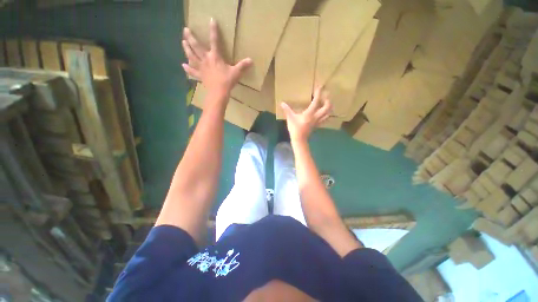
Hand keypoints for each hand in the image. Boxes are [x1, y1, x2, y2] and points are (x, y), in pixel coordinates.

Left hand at [182, 19, 251, 96]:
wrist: (219, 92)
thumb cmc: (227, 81)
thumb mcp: (236, 72)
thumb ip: (243, 66)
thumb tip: (251, 60)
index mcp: (215, 56)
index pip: (215, 41)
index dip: (213, 30)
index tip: (211, 20)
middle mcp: (206, 59)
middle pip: (196, 46)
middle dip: (190, 37)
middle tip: (185, 29)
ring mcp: (201, 68)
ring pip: (192, 56)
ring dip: (186, 49)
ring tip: (182, 42)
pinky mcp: (200, 76)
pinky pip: (192, 72)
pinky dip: (187, 69)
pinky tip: (183, 65)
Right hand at [281, 87, 331, 142]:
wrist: (299, 139)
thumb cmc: (295, 128)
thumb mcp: (290, 118)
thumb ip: (287, 110)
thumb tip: (282, 103)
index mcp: (309, 113)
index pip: (316, 101)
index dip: (318, 93)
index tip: (319, 87)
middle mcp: (316, 116)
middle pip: (327, 107)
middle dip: (328, 100)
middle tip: (325, 95)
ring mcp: (318, 121)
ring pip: (328, 113)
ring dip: (329, 107)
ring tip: (326, 103)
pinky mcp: (317, 125)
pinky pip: (324, 118)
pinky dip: (326, 114)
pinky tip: (323, 112)